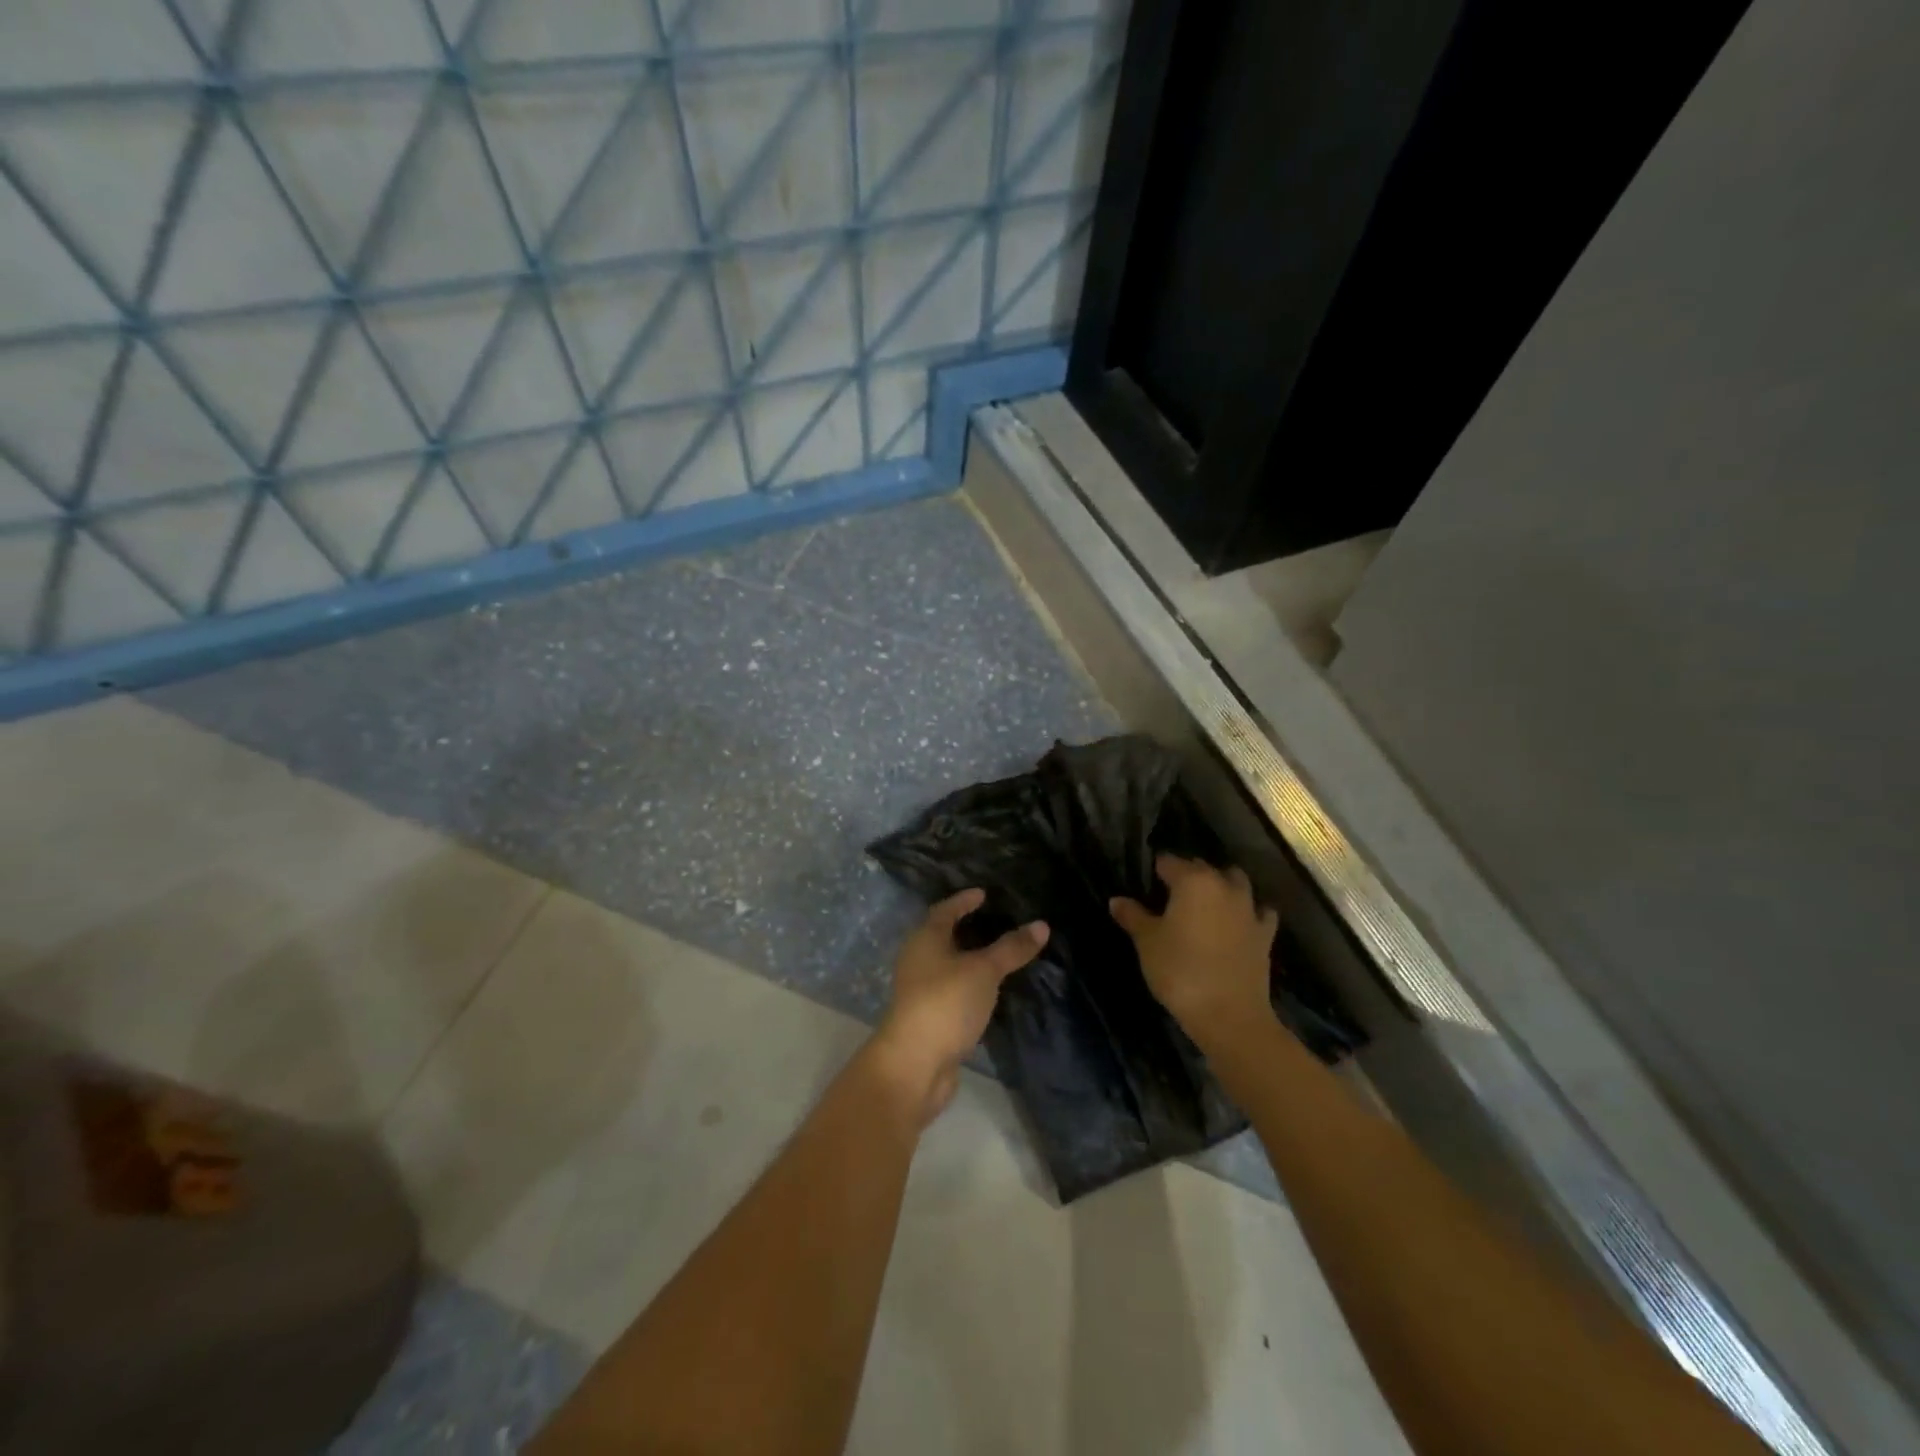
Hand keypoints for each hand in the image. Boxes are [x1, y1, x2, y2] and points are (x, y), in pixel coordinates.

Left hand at [872, 889, 1048, 1125]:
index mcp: (925, 939)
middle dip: (968, 929)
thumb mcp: (984, 970)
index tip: (984, 894)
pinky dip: (972, 985)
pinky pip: (954, 991)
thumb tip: (1041, 924)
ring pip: (949, 966)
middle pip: (944, 936)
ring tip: (1001, 955)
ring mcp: (921, 990)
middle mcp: (918, 960)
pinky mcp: (930, 1017)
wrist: (915, 1064)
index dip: (964, 900)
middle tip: (998, 922)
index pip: (944, 910)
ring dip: (971, 959)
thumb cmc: (946, 1002)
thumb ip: (1011, 948)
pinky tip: (992, 991)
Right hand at [1111, 854, 1277, 1049]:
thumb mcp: (1147, 942)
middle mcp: (1224, 886)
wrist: (1229, 1015)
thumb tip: (1116, 900)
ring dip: (1221, 885)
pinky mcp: (1265, 934)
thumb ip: (1133, 916)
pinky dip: (1249, 911)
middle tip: (1168, 894)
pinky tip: (1239, 922)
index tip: (1145, 881)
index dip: (1155, 869)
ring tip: (1204, 903)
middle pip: (1203, 868)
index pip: (1169, 862)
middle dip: (1187, 874)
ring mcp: (1249, 909)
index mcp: (1193, 881)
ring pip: (1236, 882)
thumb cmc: (1180, 971)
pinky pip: (1258, 912)